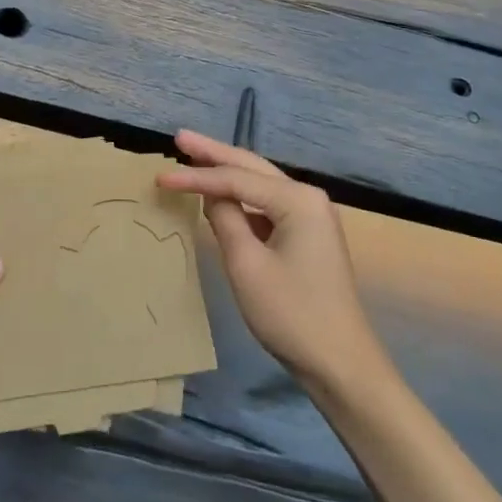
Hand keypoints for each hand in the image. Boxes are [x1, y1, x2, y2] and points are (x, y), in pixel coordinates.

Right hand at [158, 131, 389, 397]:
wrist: (341, 364)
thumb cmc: (292, 314)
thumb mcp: (247, 266)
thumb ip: (226, 220)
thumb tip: (211, 195)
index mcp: (297, 199)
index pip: (236, 178)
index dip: (196, 176)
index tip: (160, 177)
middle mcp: (308, 197)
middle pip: (252, 167)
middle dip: (214, 153)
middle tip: (180, 137)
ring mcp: (311, 215)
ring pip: (261, 183)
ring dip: (227, 171)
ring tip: (193, 156)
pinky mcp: (308, 234)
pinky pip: (268, 204)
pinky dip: (242, 196)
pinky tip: (221, 194)